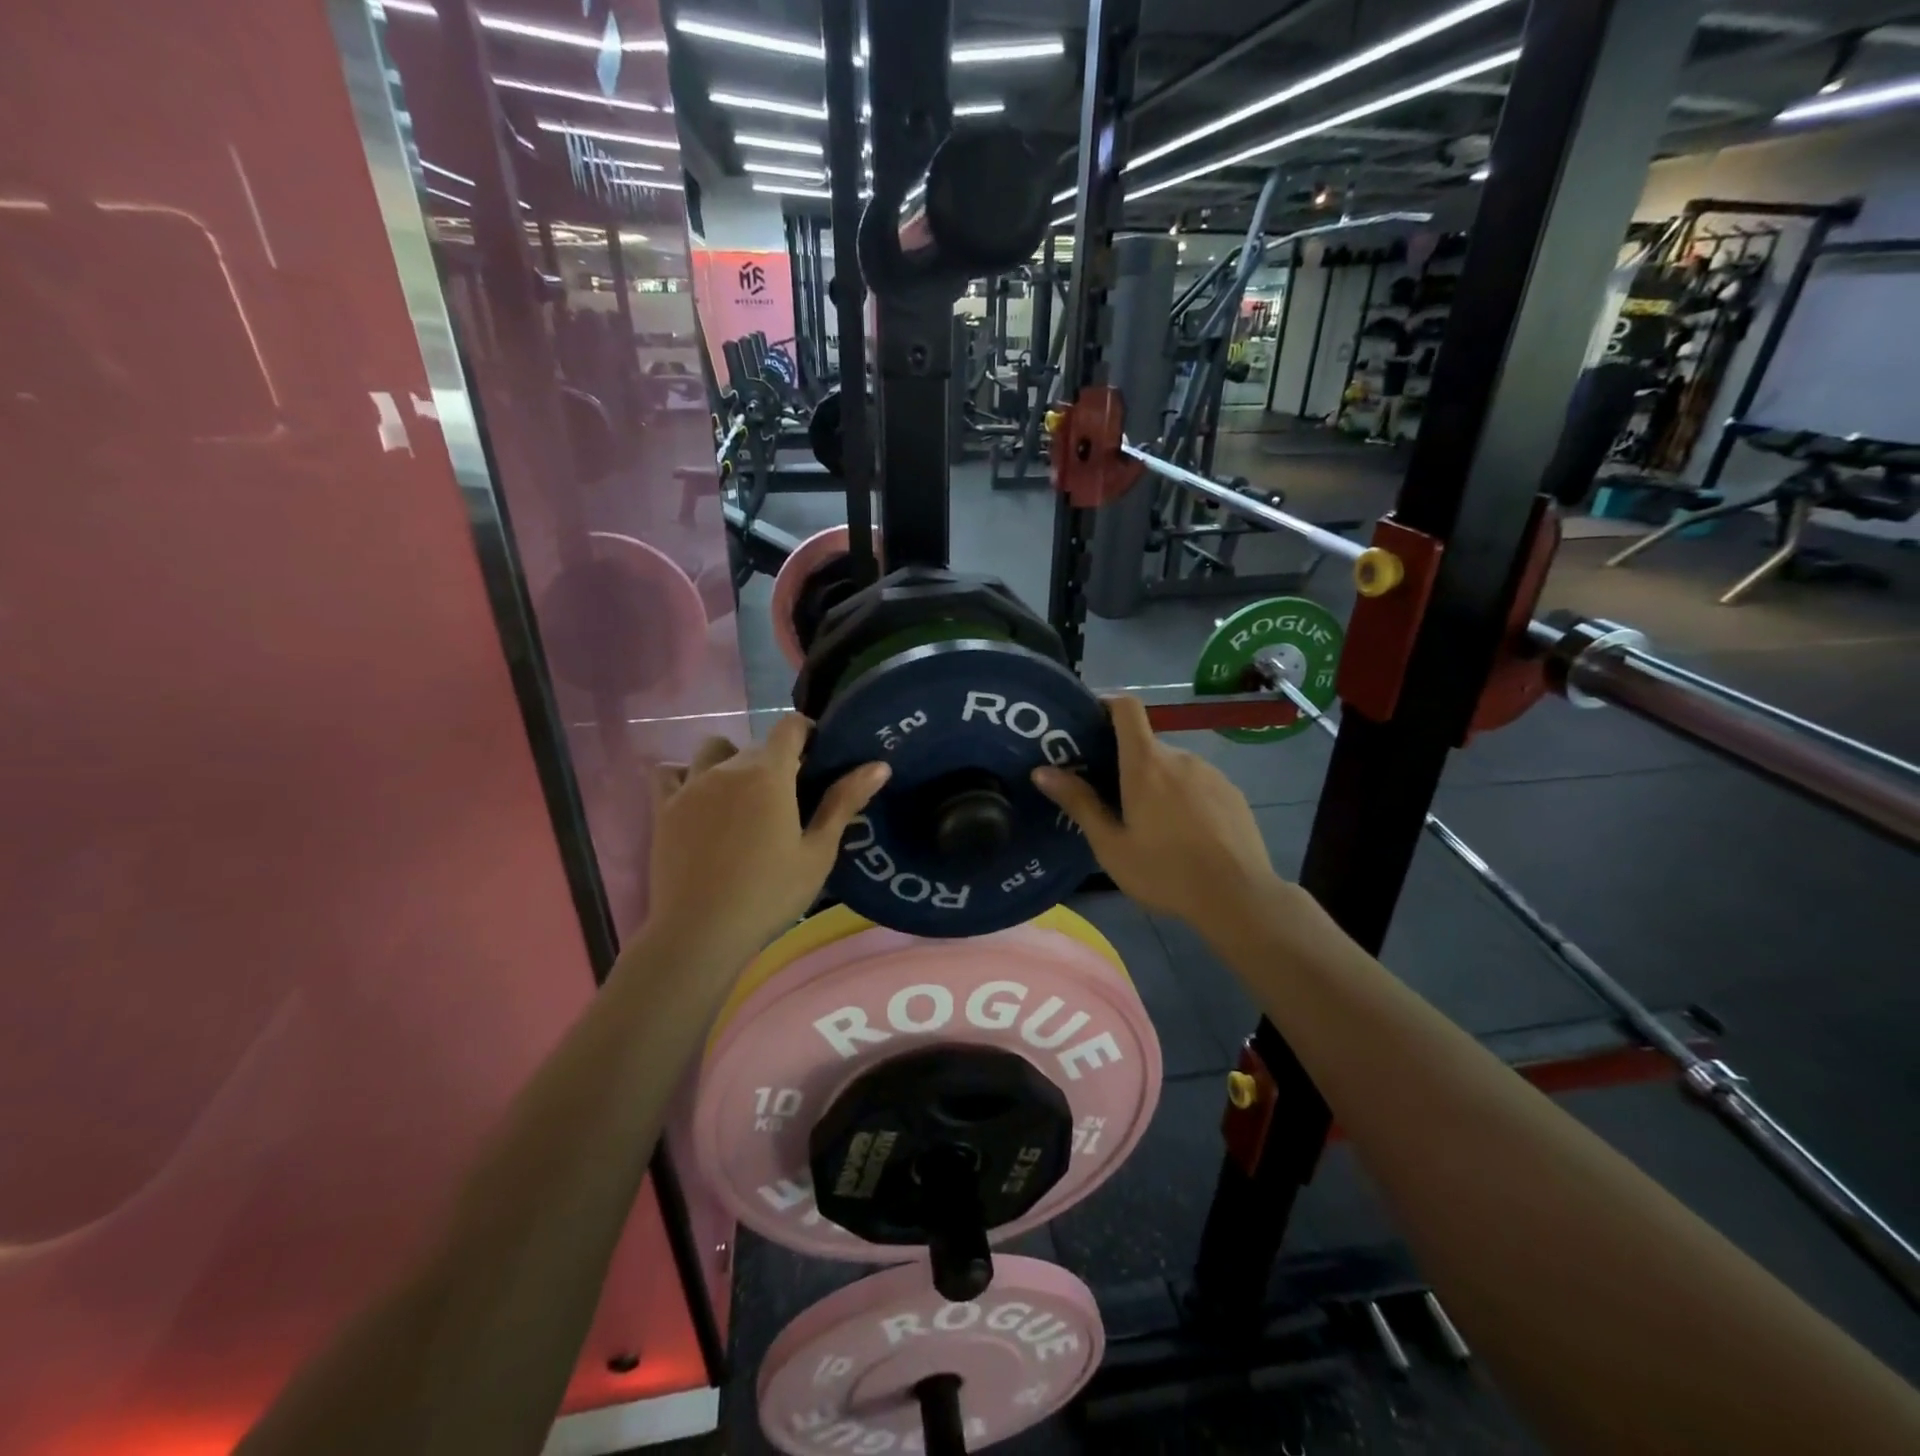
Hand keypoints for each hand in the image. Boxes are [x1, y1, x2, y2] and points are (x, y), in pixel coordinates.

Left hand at [647, 715, 888, 963]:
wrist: (700, 932)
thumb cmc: (769, 894)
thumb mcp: (818, 852)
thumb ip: (844, 802)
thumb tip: (879, 765)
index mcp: (769, 773)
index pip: (790, 727)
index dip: (808, 733)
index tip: (819, 758)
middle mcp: (728, 767)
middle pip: (757, 744)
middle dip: (777, 759)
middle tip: (791, 798)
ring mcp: (691, 786)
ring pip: (714, 751)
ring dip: (732, 761)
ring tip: (743, 796)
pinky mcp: (664, 808)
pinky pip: (669, 773)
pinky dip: (685, 775)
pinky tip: (698, 799)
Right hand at [1032, 695, 1276, 924]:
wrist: (1239, 897)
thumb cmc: (1165, 872)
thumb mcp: (1111, 845)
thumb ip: (1079, 803)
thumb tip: (1042, 771)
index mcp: (1146, 764)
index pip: (1126, 708)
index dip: (1107, 704)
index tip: (1090, 721)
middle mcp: (1180, 757)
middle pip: (1146, 745)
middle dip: (1126, 763)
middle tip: (1110, 798)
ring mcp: (1211, 773)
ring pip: (1173, 767)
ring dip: (1157, 783)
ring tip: (1150, 824)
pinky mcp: (1232, 792)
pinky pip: (1198, 783)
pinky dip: (1183, 796)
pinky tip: (1184, 833)